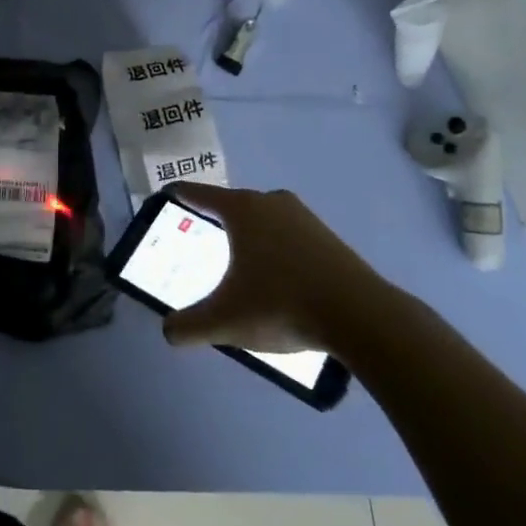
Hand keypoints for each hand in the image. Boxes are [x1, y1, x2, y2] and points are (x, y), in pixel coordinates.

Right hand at [162, 184, 378, 354]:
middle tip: (197, 242)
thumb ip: (189, 326)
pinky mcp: (327, 236)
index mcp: (241, 209)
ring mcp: (303, 216)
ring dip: (247, 238)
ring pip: (262, 220)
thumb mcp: (226, 321)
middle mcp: (270, 201)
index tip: (163, 197)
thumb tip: (168, 332)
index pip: (197, 193)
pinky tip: (274, 279)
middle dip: (213, 221)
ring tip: (235, 265)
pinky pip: (287, 235)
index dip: (176, 194)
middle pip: (231, 205)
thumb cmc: (282, 304)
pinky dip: (273, 250)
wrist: (361, 316)